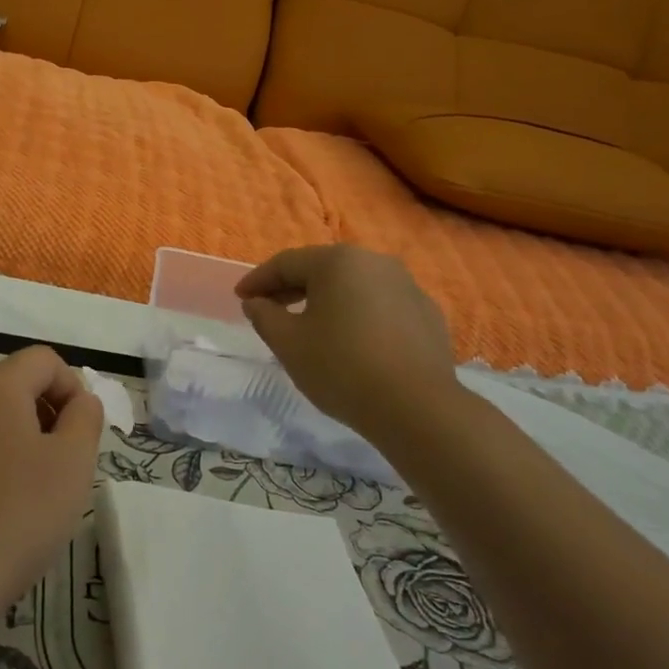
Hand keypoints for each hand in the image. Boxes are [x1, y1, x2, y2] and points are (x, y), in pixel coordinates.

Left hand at [0, 346, 103, 635]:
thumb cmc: (12, 519)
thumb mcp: (71, 465)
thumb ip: (85, 419)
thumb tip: (77, 401)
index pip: (43, 359)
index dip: (72, 388)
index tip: (81, 436)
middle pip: (12, 387)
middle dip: (45, 417)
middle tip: (60, 471)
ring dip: (17, 445)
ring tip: (27, 499)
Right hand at [235, 244, 464, 433]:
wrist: (417, 407)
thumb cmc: (341, 367)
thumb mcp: (287, 343)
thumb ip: (264, 316)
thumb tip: (256, 302)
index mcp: (337, 261)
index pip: (286, 263)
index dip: (258, 280)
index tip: (240, 298)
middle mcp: (375, 262)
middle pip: (322, 269)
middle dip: (291, 288)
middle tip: (269, 309)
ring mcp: (407, 286)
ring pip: (354, 287)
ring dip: (327, 301)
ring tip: (309, 325)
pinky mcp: (428, 314)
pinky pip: (381, 306)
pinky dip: (359, 316)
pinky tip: (352, 341)